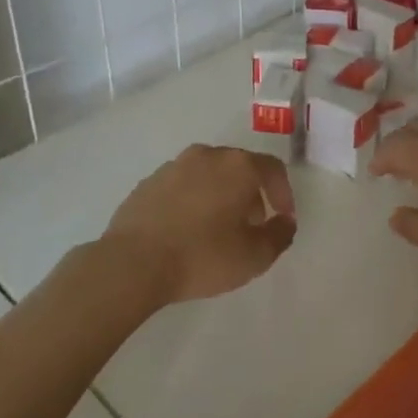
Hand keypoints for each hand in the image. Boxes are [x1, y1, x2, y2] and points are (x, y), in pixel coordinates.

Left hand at [100, 145, 297, 306]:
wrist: (133, 262)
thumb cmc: (202, 256)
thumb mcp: (254, 256)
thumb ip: (279, 236)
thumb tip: (285, 222)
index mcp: (237, 165)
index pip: (272, 168)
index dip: (283, 193)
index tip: (283, 218)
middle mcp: (207, 155)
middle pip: (239, 168)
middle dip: (251, 194)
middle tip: (252, 225)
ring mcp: (173, 166)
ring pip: (209, 175)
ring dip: (220, 196)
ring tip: (218, 230)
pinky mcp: (148, 182)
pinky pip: (182, 186)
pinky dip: (192, 201)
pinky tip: (187, 231)